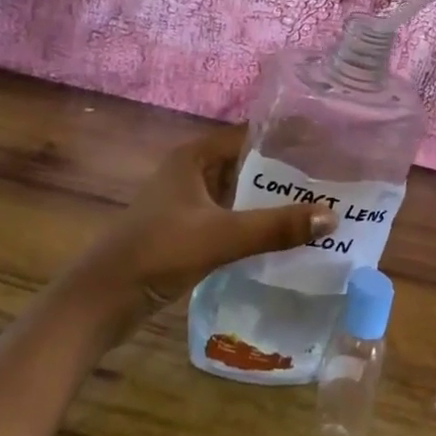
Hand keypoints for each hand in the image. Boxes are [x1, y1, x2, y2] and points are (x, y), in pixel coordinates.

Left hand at [60, 126, 334, 335]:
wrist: (102, 301)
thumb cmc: (158, 252)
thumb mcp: (220, 236)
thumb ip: (275, 227)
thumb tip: (332, 216)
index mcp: (195, 156)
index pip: (250, 134)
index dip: (286, 137)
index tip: (327, 145)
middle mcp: (193, 172)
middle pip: (248, 164)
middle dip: (285, 173)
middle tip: (332, 180)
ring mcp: (189, 203)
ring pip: (240, 194)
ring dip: (272, 201)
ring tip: (319, 206)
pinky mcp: (188, 231)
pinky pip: (232, 218)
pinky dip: (256, 224)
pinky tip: (286, 237)